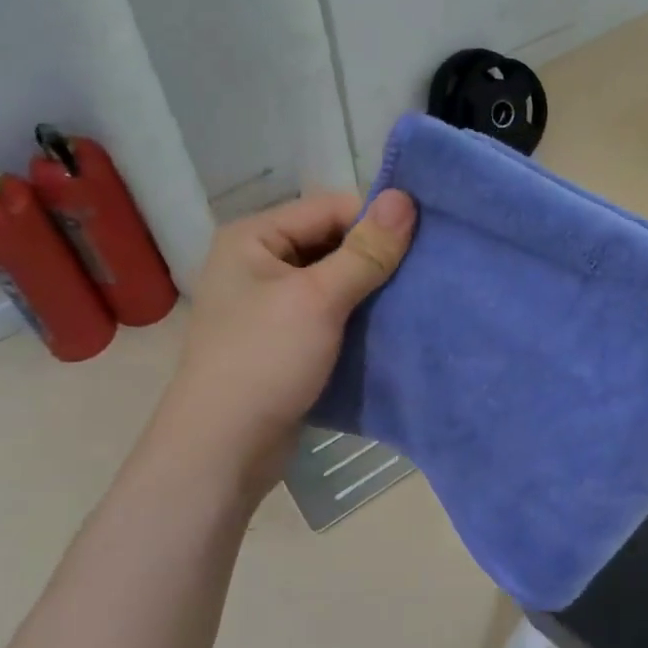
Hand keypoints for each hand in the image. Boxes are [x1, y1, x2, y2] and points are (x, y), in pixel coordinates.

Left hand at [159, 190, 416, 495]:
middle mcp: (258, 262)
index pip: (329, 208)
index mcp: (254, 237)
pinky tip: (389, 325)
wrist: (222, 450)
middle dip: (376, 257)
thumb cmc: (264, 361)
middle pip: (331, 242)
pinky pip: (328, 312)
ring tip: (414, 298)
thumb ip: (365, 251)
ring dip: (370, 289)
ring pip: (334, 279)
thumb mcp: (319, 299)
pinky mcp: (283, 338)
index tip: (425, 240)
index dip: (376, 221)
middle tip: (425, 272)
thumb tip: (404, 197)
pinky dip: (357, 316)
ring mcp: (268, 302)